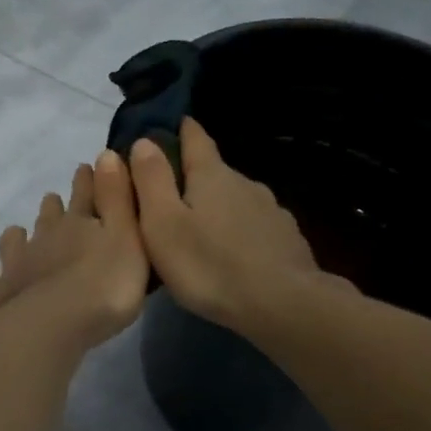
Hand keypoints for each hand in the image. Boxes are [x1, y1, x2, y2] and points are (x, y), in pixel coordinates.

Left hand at [0, 151, 148, 350]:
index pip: (87, 194)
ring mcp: (16, 263)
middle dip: (53, 207)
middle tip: (54, 202)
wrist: (55, 325)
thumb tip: (106, 153)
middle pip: (49, 215)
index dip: (88, 180)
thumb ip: (118, 198)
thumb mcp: (128, 238)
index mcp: (80, 224)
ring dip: (17, 235)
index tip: (86, 167)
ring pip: (14, 239)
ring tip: (19, 235)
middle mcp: (45, 237)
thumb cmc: (105, 285)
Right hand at [128, 118, 337, 335]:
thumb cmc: (210, 264)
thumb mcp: (163, 224)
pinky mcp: (287, 239)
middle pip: (214, 172)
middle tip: (170, 200)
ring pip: (237, 200)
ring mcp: (271, 210)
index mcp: (212, 175)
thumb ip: (151, 181)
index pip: (195, 138)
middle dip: (193, 179)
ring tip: (201, 233)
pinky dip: (240, 233)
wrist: (284, 305)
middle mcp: (245, 183)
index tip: (172, 124)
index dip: (181, 129)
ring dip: (218, 208)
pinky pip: (255, 227)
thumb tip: (144, 141)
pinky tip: (234, 255)